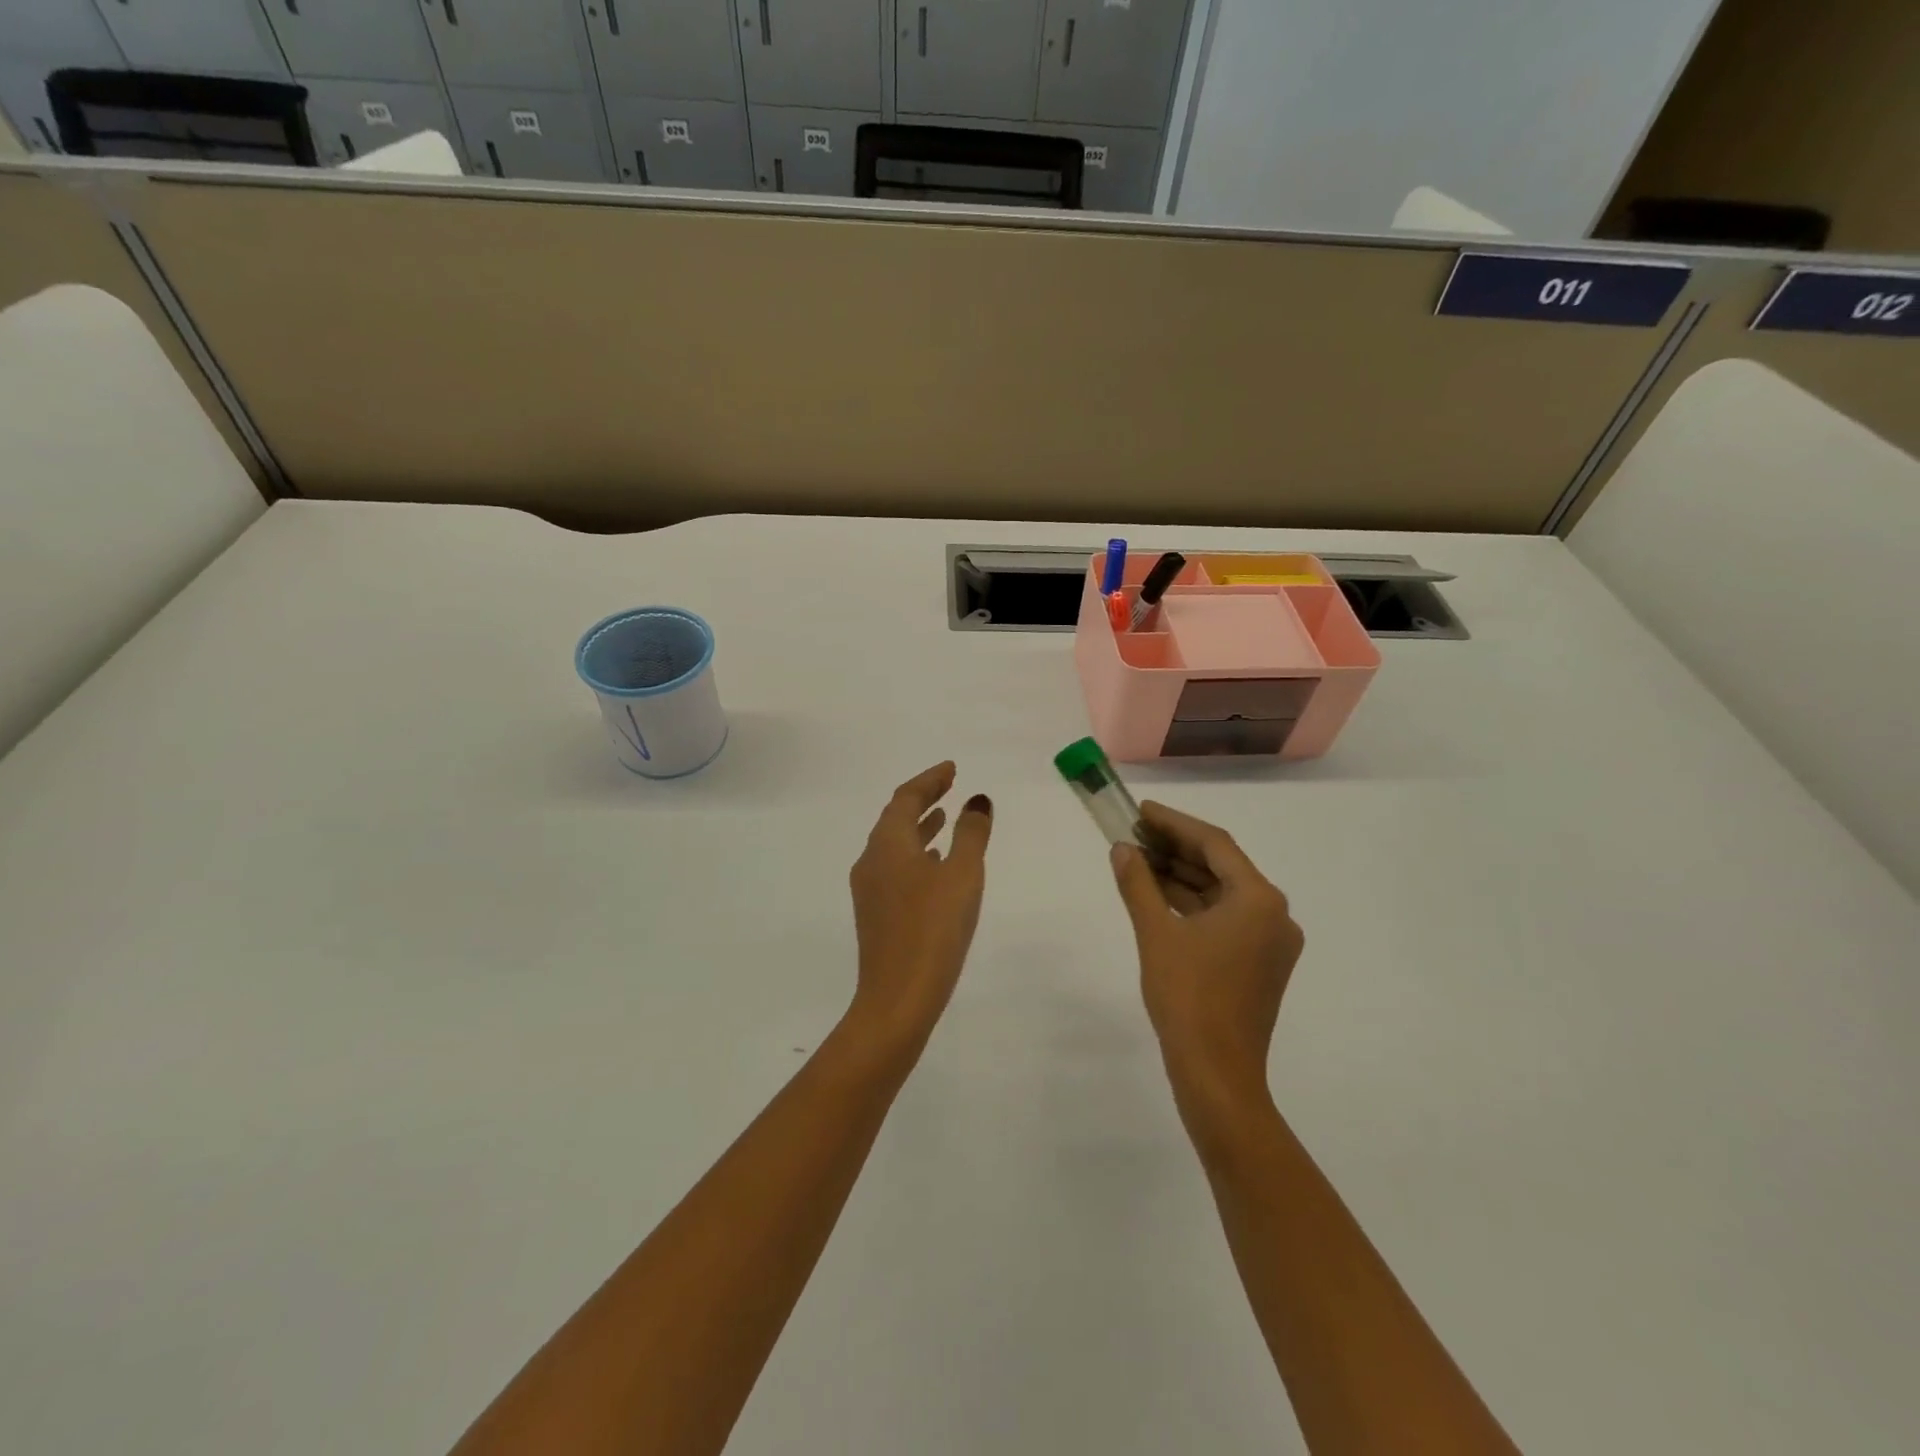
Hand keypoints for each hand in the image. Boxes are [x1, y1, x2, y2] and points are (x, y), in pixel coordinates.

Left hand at [846, 762, 993, 1052]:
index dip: (929, 779)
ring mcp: (870, 890)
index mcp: (887, 844)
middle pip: (895, 817)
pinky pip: (896, 867)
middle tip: (949, 785)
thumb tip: (976, 799)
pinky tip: (935, 865)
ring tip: (944, 818)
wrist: (898, 998)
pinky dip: (916, 853)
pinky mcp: (876, 914)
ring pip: (895, 845)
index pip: (906, 797)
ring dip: (920, 826)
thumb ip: (971, 833)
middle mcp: (872, 860)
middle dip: (923, 798)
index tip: (952, 769)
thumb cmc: (933, 929)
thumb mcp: (962, 874)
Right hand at [1110, 802, 1302, 1116]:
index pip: (1214, 844)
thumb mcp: (1156, 933)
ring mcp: (1270, 942)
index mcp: (1259, 900)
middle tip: (1134, 833)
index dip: (1174, 822)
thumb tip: (1122, 849)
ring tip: (1138, 860)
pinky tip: (1158, 896)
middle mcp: (1274, 914)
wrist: (1217, 1074)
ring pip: (1222, 893)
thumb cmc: (1187, 997)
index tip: (1140, 810)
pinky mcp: (1259, 964)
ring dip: (1182, 876)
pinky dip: (1192, 905)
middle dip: (1176, 848)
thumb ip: (1138, 884)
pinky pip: (1224, 918)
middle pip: (1221, 866)